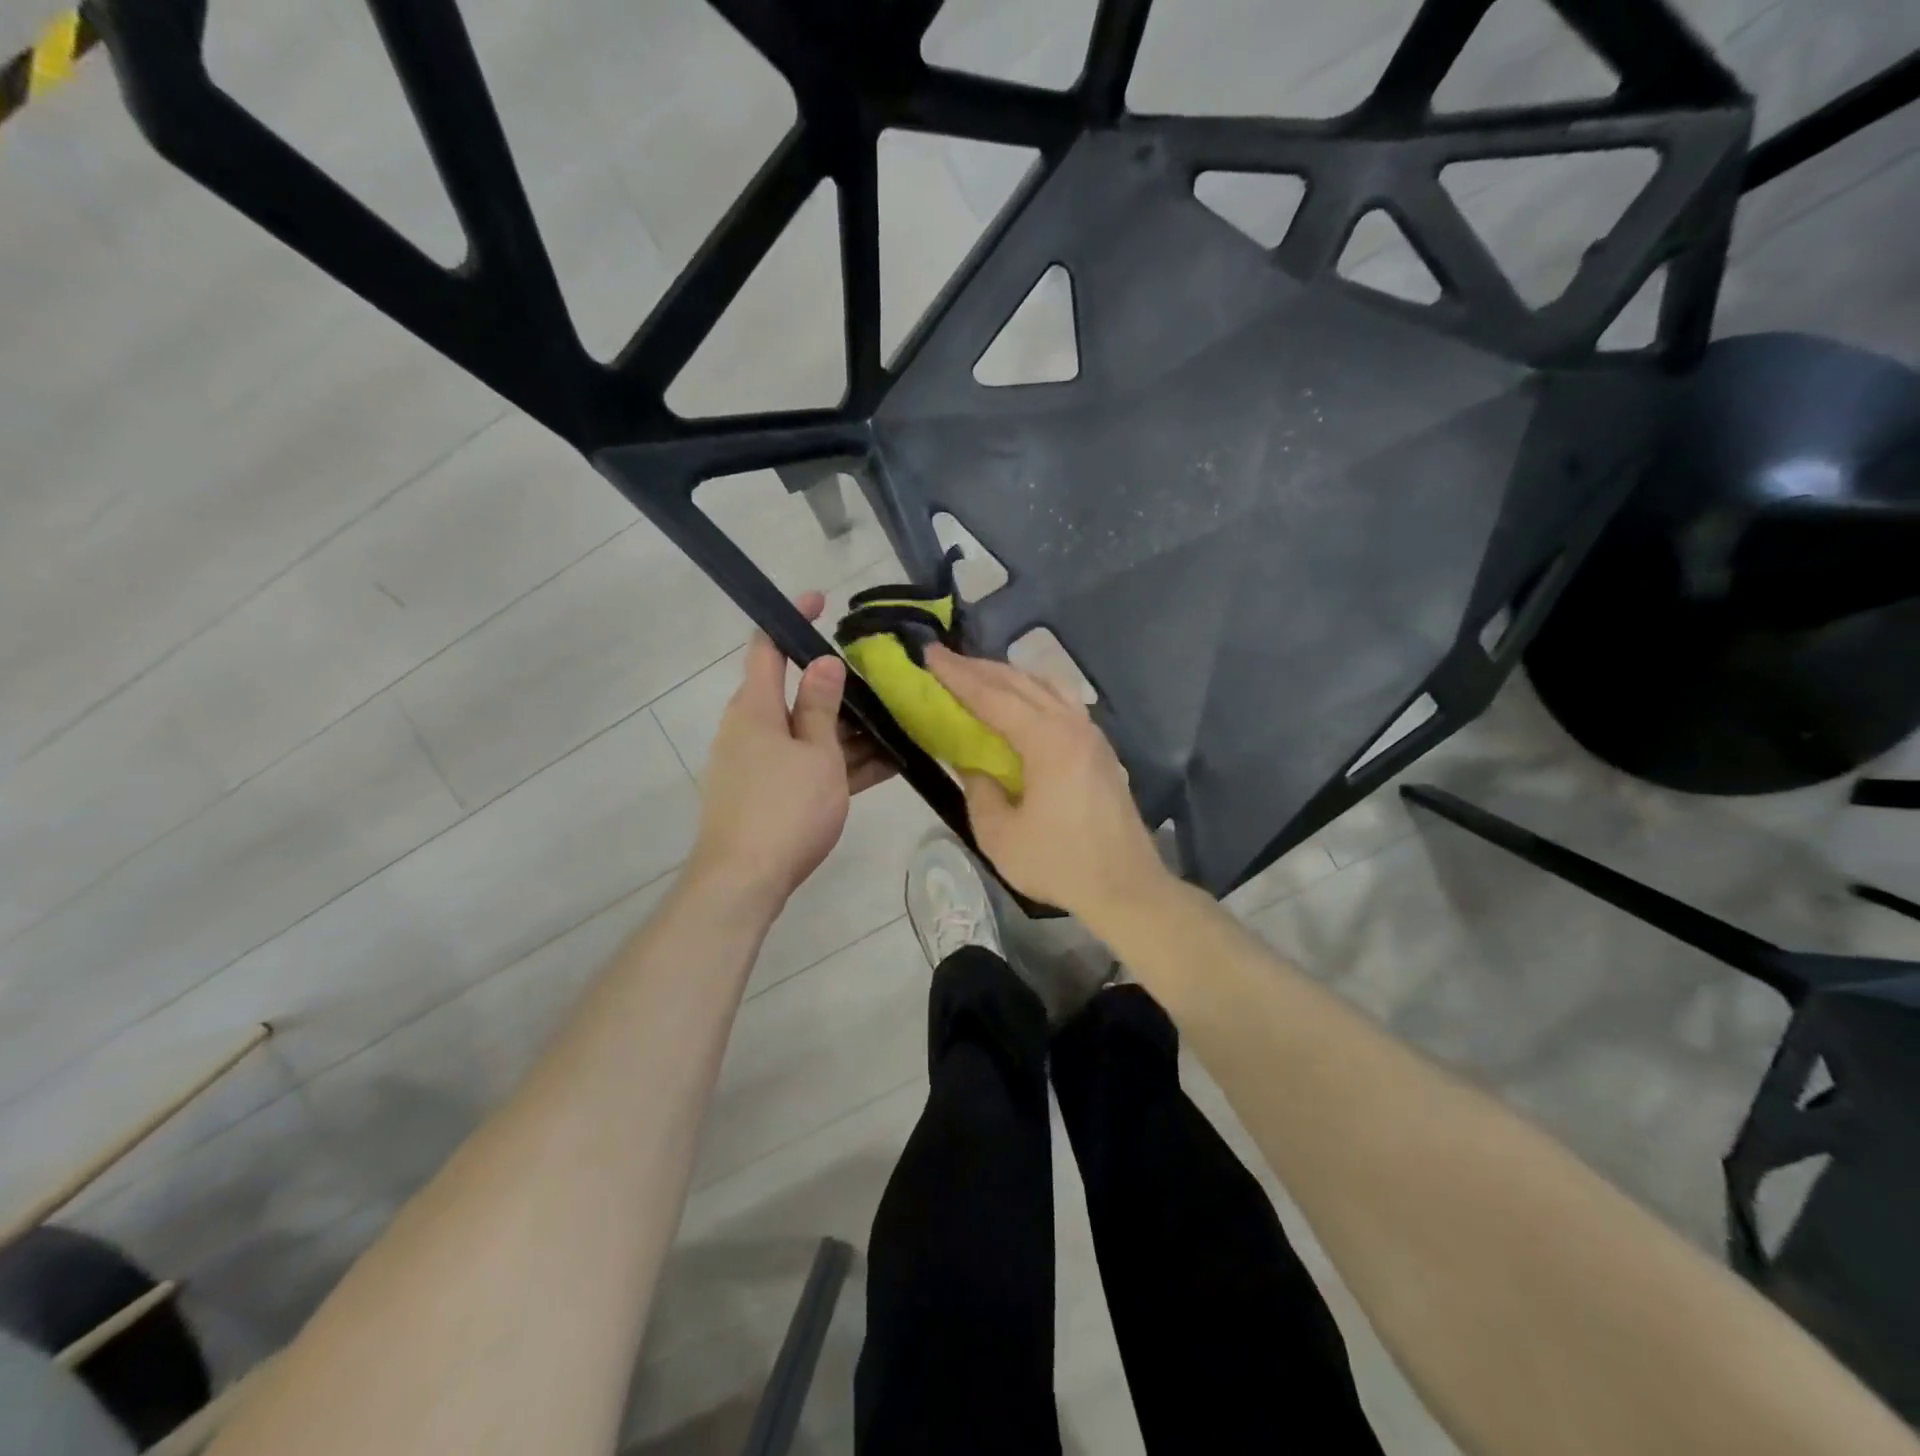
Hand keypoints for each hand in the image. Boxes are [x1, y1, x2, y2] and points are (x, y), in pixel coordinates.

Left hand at [691, 592, 894, 911]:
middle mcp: (751, 729)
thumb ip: (821, 706)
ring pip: (809, 733)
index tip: (821, 602)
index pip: (767, 647)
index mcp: (755, 708)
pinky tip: (887, 763)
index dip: (792, 619)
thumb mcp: (815, 754)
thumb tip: (823, 661)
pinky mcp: (771, 793)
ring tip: (899, 723)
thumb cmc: (784, 809)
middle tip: (885, 680)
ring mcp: (760, 764)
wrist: (744, 883)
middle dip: (840, 686)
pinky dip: (841, 761)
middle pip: (796, 693)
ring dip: (849, 729)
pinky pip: (809, 765)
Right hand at [926, 644, 1167, 921]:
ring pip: (1047, 687)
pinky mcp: (1101, 750)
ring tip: (980, 676)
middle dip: (980, 668)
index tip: (930, 654)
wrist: (1126, 887)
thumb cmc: (1059, 864)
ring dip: (1010, 677)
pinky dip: (1034, 692)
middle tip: (945, 658)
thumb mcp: (1000, 835)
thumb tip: (973, 765)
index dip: (958, 675)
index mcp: (1047, 741)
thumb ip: (979, 791)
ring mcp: (1092, 735)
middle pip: (1021, 683)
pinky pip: (1063, 703)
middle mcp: (1073, 726)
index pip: (994, 697)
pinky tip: (1022, 704)